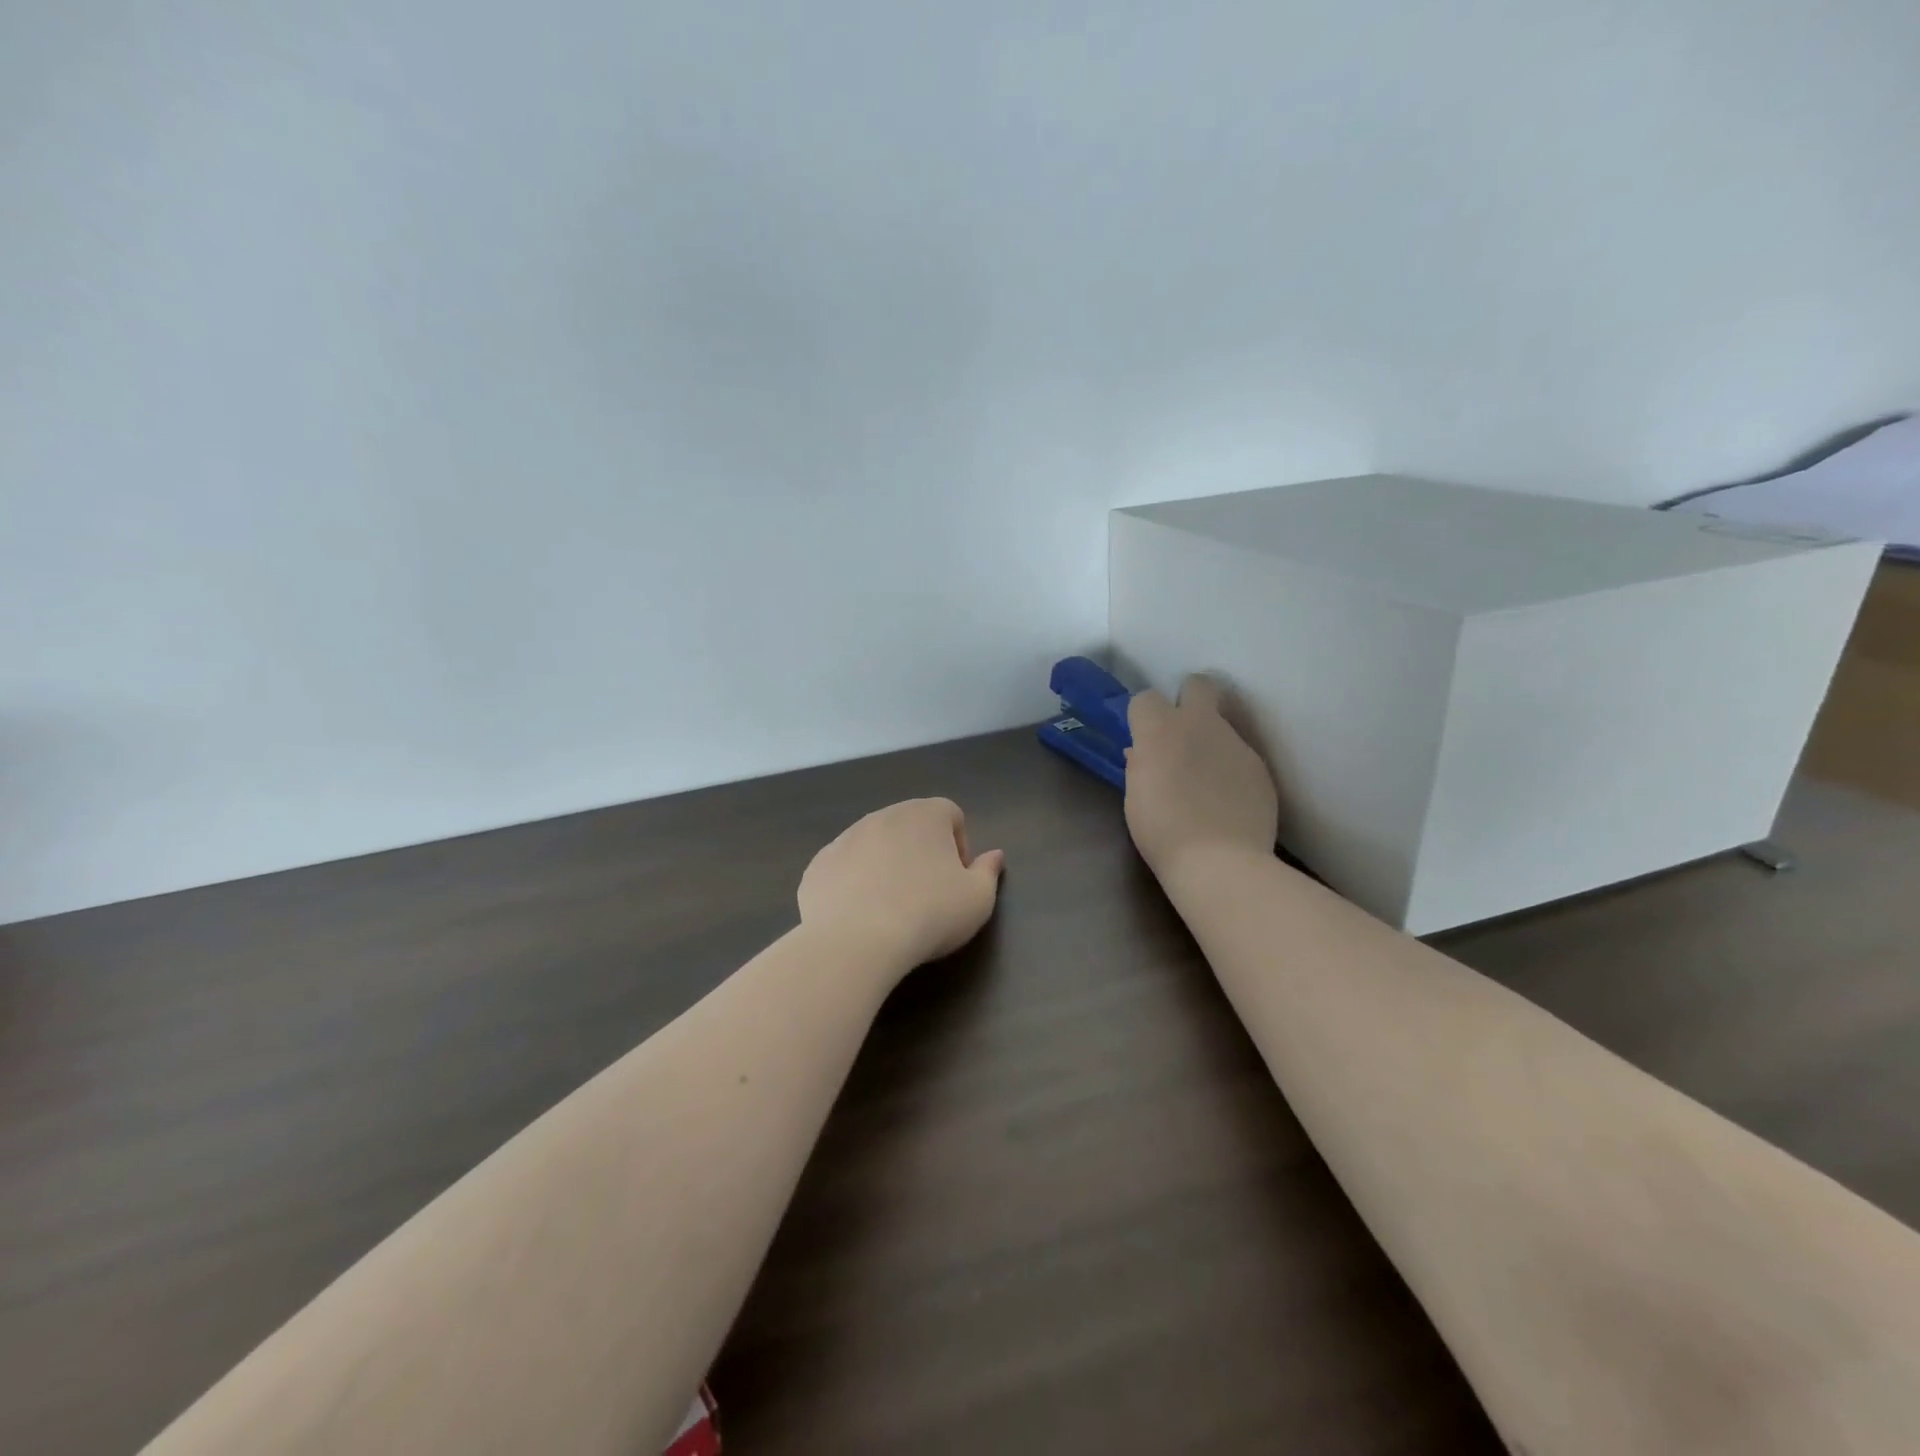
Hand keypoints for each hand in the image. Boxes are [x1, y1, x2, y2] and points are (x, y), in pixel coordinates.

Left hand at [798, 798, 1005, 974]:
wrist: (856, 941)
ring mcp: (845, 838)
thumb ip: (989, 872)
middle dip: (920, 855)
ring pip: (874, 846)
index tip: (957, 882)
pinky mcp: (818, 865)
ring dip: (885, 868)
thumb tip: (994, 856)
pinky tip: (858, 918)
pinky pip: (844, 869)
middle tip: (926, 897)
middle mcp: (883, 815)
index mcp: (926, 814)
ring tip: (890, 910)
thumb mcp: (977, 900)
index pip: (951, 816)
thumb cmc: (929, 914)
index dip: (960, 848)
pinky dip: (853, 886)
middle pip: (910, 828)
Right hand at [1125, 675, 1278, 880]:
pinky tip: (1227, 800)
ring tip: (1206, 781)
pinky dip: (1231, 770)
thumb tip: (1142, 752)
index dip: (1143, 717)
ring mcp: (1236, 743)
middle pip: (1198, 685)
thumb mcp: (1135, 798)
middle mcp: (1200, 725)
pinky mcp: (1260, 766)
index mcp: (1160, 730)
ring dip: (1211, 741)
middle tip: (1182, 732)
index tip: (1143, 739)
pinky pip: (1240, 756)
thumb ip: (1140, 766)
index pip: (1146, 698)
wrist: (1220, 862)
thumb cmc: (1162, 831)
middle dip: (1189, 698)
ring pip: (1223, 725)